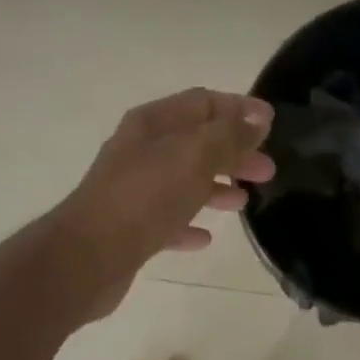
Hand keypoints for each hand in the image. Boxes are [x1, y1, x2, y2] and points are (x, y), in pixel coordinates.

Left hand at [54, 88, 275, 316]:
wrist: (88, 256)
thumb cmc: (145, 197)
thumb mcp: (194, 157)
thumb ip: (228, 136)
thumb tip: (257, 118)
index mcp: (152, 123)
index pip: (202, 103)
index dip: (238, 109)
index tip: (271, 123)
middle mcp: (140, 151)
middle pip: (196, 143)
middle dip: (233, 152)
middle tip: (267, 170)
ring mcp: (133, 190)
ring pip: (183, 181)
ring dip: (215, 187)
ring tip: (244, 202)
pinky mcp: (129, 227)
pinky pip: (167, 220)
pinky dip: (188, 223)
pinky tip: (205, 237)